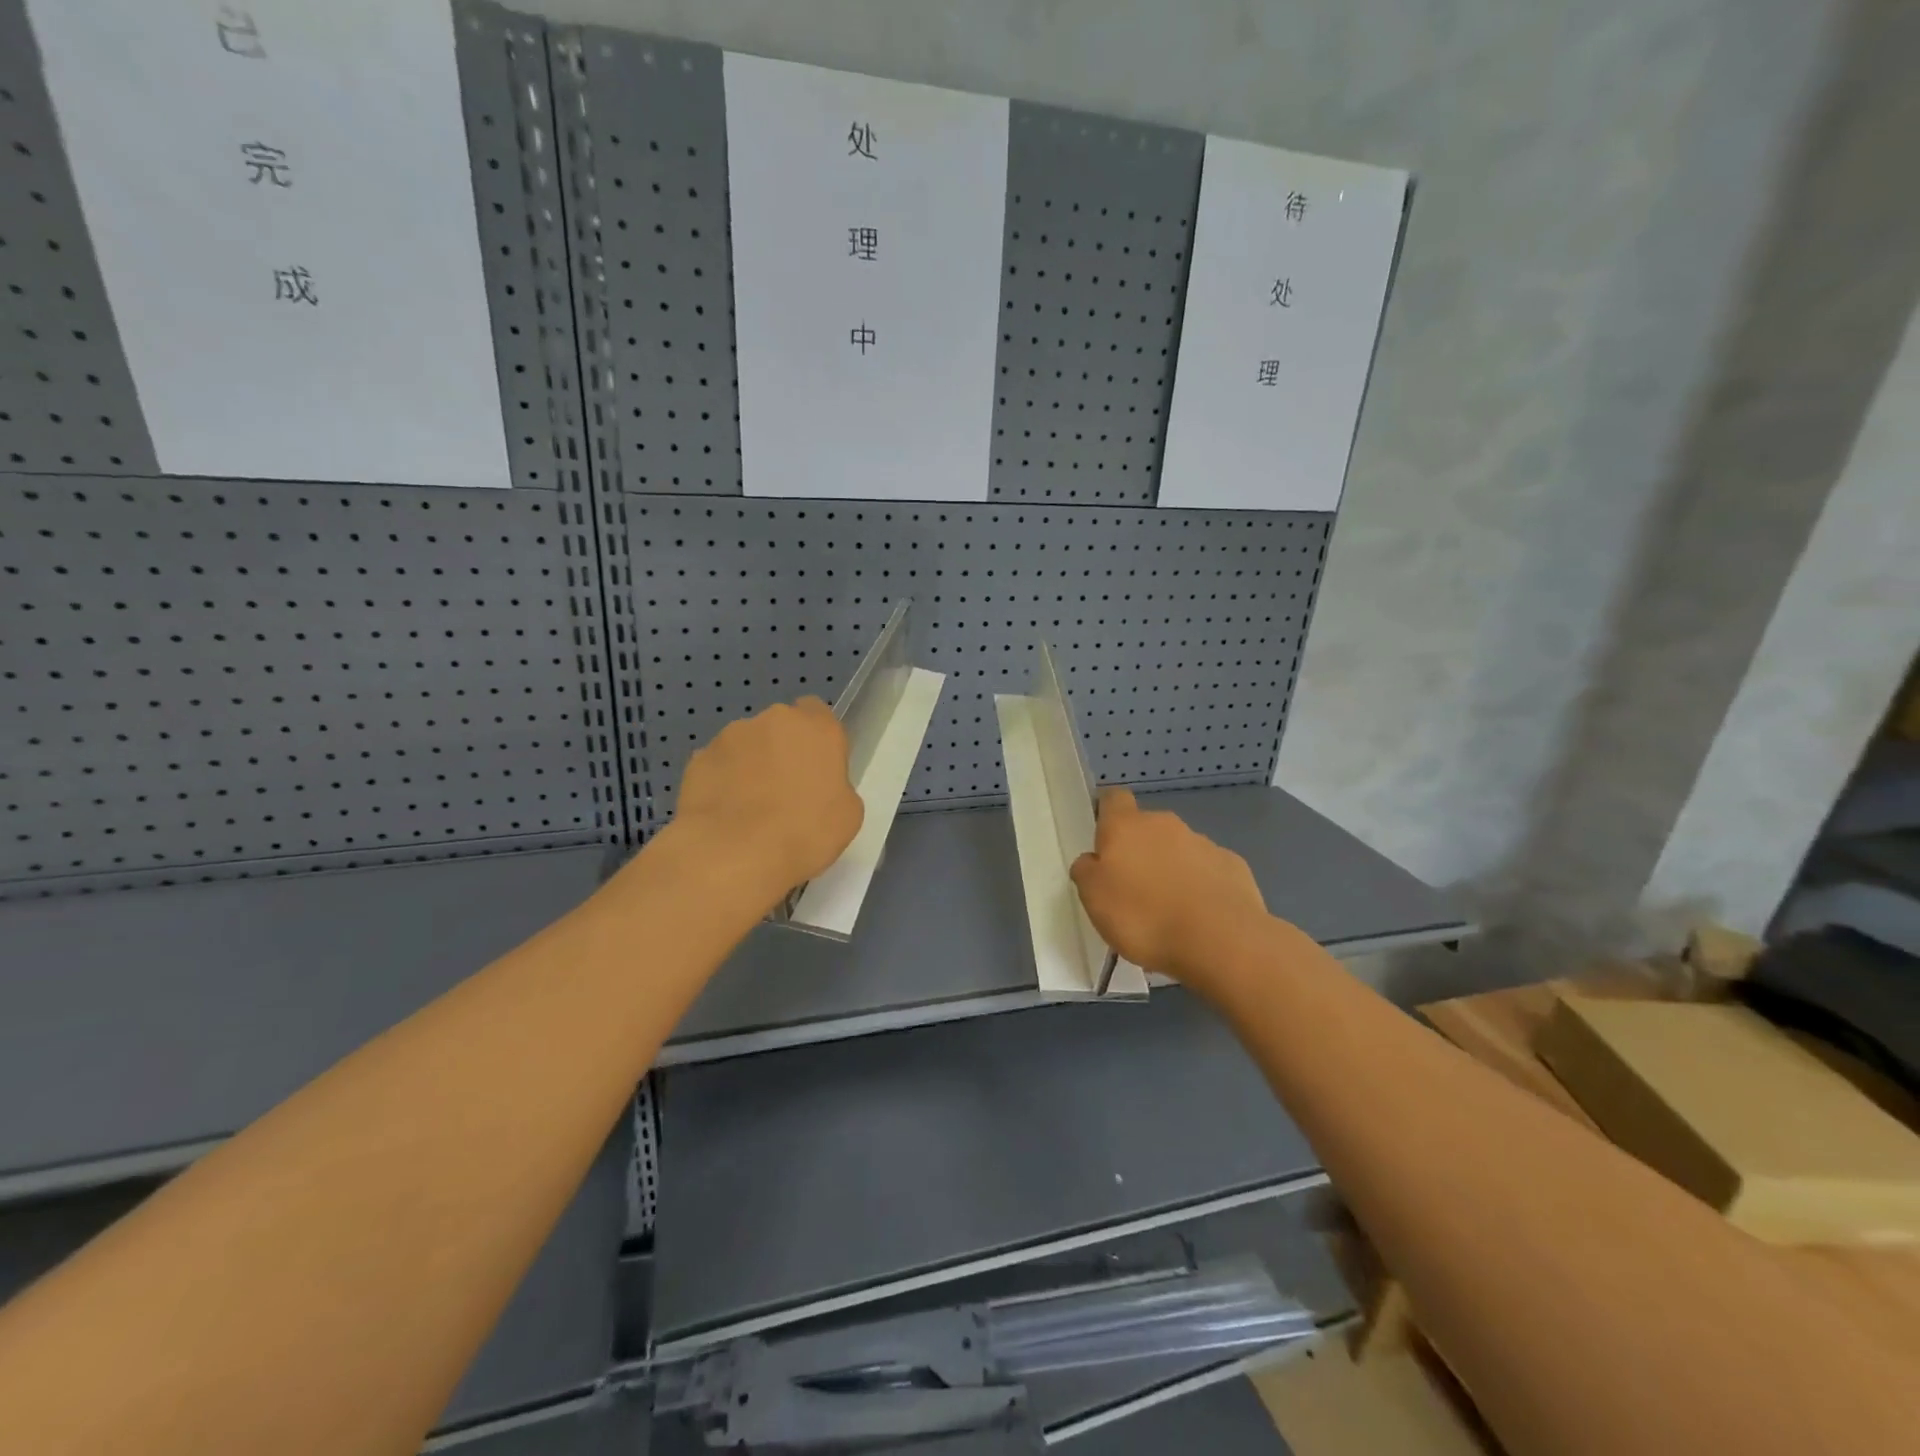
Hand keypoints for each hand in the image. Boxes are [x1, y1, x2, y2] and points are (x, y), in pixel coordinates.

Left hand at [672, 698, 863, 899]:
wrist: (734, 853)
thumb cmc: (805, 833)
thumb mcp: (848, 815)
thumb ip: (836, 786)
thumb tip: (819, 787)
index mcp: (817, 728)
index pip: (817, 711)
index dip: (816, 738)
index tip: (816, 767)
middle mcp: (774, 720)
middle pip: (780, 726)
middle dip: (781, 750)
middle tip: (784, 791)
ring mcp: (730, 735)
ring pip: (746, 744)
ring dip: (750, 765)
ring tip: (748, 808)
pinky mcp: (698, 758)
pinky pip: (718, 765)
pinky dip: (722, 782)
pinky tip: (724, 814)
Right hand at [1070, 789, 1271, 995]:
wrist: (1220, 940)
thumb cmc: (1144, 916)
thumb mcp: (1094, 899)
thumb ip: (1087, 871)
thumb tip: (1093, 860)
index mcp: (1126, 826)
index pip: (1113, 799)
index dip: (1107, 813)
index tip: (1103, 840)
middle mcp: (1165, 824)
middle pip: (1146, 827)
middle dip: (1140, 851)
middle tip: (1133, 890)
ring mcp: (1203, 843)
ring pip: (1178, 850)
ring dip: (1171, 870)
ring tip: (1168, 912)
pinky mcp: (1233, 866)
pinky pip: (1207, 871)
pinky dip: (1200, 887)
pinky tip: (1200, 917)